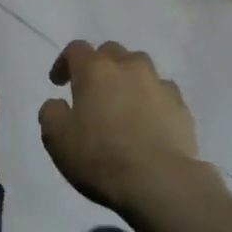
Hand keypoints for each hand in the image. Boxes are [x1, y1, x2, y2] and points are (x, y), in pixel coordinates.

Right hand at [39, 40, 203, 218]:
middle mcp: (127, 66)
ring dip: (128, 78)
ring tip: (123, 102)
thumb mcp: (57, 140)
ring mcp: (158, 83)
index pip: (76, 49)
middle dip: (99, 66)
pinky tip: (149, 120)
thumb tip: (58, 104)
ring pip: (140, 67)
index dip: (64, 63)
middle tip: (92, 91)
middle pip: (110, 51)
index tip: (58, 83)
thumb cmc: (101, 158)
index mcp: (94, 70)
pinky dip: (152, 99)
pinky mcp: (180, 105)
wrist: (160, 182)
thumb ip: (51, 113)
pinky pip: (161, 91)